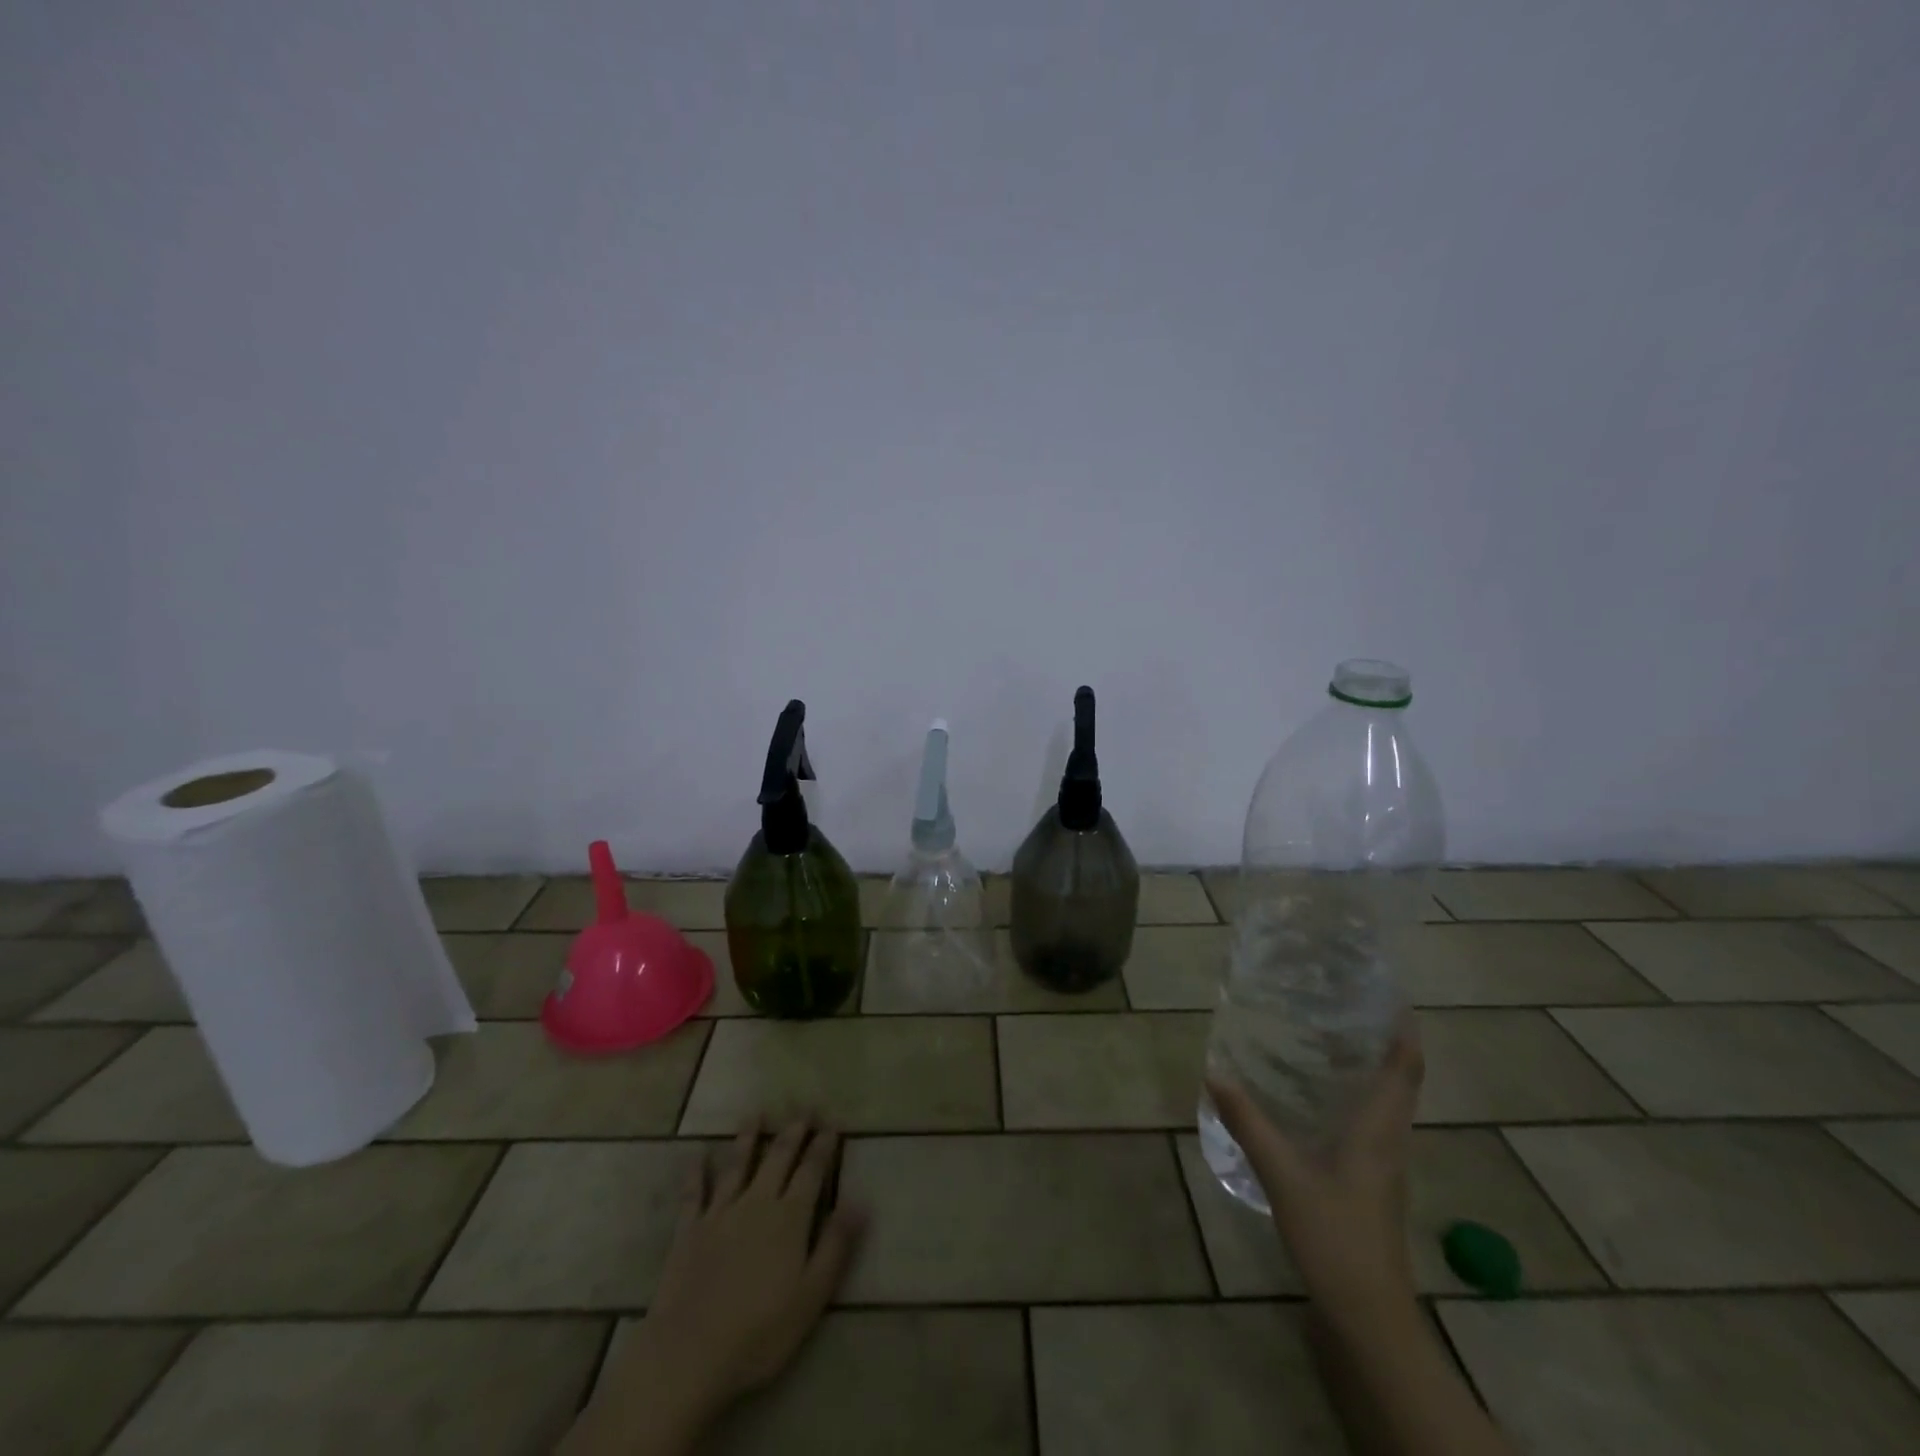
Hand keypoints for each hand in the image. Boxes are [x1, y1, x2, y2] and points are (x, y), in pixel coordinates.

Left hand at [562, 1119, 864, 1454]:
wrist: (689, 1353)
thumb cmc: (760, 1331)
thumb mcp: (811, 1295)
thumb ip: (836, 1244)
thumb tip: (860, 1201)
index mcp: (790, 1218)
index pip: (811, 1172)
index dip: (823, 1147)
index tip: (832, 1123)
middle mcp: (757, 1203)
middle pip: (778, 1158)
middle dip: (793, 1131)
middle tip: (804, 1107)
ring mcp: (720, 1214)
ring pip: (738, 1165)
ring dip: (749, 1138)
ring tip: (757, 1113)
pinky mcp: (689, 1231)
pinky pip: (694, 1194)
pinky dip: (696, 1173)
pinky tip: (698, 1155)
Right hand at [1205, 1027, 1423, 1325]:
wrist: (1369, 1315)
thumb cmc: (1336, 1237)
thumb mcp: (1284, 1175)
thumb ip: (1249, 1123)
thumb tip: (1215, 1072)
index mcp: (1379, 1132)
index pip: (1405, 1072)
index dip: (1404, 1033)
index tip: (1390, 997)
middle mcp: (1389, 1142)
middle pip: (1398, 1083)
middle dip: (1381, 1043)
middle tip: (1344, 1007)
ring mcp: (1383, 1166)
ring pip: (1385, 1104)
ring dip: (1369, 1070)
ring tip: (1328, 1040)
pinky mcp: (1371, 1184)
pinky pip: (1370, 1126)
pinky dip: (1353, 1099)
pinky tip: (1317, 1099)